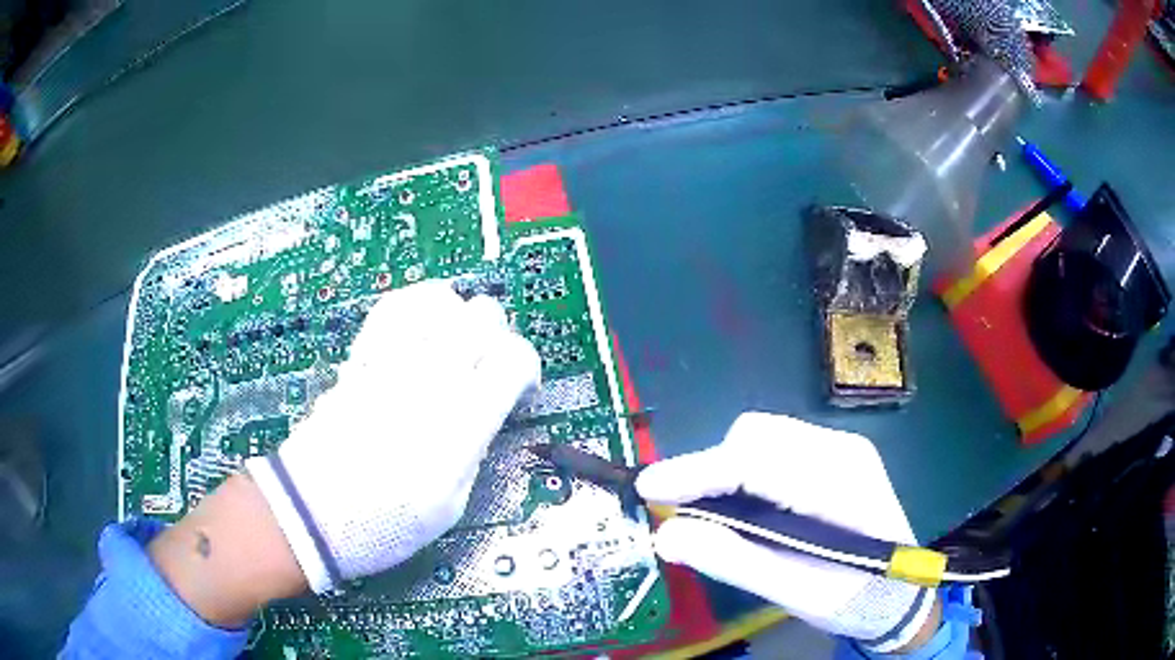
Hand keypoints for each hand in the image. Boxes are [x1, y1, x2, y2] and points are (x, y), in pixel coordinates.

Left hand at [247, 281, 540, 592]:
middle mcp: (431, 378)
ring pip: (442, 300)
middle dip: (497, 337)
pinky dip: (417, 306)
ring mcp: (391, 360)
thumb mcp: (451, 505)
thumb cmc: (386, 523)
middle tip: (487, 370)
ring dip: (459, 318)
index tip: (518, 390)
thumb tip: (485, 411)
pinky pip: (394, 306)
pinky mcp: (362, 357)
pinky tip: (421, 327)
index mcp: (461, 421)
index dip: (526, 368)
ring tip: (454, 346)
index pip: (514, 357)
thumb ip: (474, 449)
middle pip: (484, 315)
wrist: (311, 512)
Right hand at [636, 413, 939, 652]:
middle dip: (711, 470)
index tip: (648, 488)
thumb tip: (667, 536)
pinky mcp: (833, 455)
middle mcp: (840, 450)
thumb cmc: (855, 599)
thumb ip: (734, 561)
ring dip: (726, 469)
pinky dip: (745, 470)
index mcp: (840, 484)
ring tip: (714, 514)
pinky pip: (775, 447)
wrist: (903, 592)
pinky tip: (746, 505)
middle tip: (685, 515)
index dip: (697, 472)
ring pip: (761, 436)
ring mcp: (840, 447)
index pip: (756, 461)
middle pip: (756, 436)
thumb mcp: (797, 592)